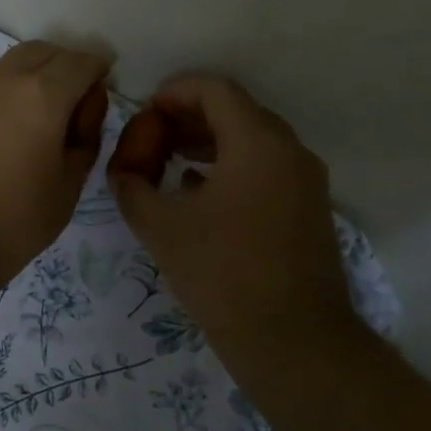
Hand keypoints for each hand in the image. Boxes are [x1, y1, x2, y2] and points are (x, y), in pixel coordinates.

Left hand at [0, 41, 110, 292]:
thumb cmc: (12, 222)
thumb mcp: (68, 187)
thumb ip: (85, 139)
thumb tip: (84, 110)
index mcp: (42, 95)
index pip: (81, 62)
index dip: (98, 70)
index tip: (103, 89)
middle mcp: (4, 80)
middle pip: (43, 52)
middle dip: (65, 65)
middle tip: (75, 100)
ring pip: (11, 65)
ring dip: (33, 76)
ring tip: (41, 117)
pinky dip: (6, 93)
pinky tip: (6, 129)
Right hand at [107, 74, 357, 370]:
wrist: (293, 340)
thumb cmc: (222, 274)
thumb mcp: (161, 227)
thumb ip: (132, 188)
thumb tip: (123, 172)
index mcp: (257, 143)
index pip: (215, 90)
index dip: (174, 92)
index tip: (145, 111)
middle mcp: (289, 151)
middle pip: (236, 111)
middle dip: (189, 117)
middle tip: (152, 137)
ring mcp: (306, 180)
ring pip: (253, 141)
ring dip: (209, 142)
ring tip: (169, 161)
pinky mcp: (308, 209)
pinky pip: (266, 168)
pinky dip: (231, 167)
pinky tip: (199, 191)